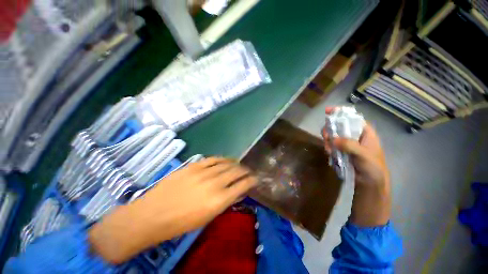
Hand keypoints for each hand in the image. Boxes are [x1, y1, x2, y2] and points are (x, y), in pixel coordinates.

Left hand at [89, 157, 256, 263]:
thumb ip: (225, 202)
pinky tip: (226, 160)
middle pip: (236, 172)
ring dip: (235, 163)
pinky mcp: (194, 166)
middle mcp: (214, 184)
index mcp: (219, 201)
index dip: (252, 180)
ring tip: (239, 164)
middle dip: (245, 171)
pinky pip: (213, 159)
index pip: (243, 185)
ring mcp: (204, 172)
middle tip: (248, 171)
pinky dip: (222, 159)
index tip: (255, 178)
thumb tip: (238, 191)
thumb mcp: (208, 217)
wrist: (152, 214)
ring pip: (226, 163)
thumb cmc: (181, 223)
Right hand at [322, 107, 388, 186]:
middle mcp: (354, 136)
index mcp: (364, 133)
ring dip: (328, 141)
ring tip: (329, 149)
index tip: (327, 111)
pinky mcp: (341, 152)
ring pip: (333, 136)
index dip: (340, 113)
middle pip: (339, 126)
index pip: (352, 118)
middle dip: (330, 130)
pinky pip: (331, 146)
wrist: (370, 184)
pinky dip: (328, 148)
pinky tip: (330, 154)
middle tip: (326, 136)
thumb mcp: (364, 155)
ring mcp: (346, 144)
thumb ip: (350, 146)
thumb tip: (333, 139)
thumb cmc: (373, 168)